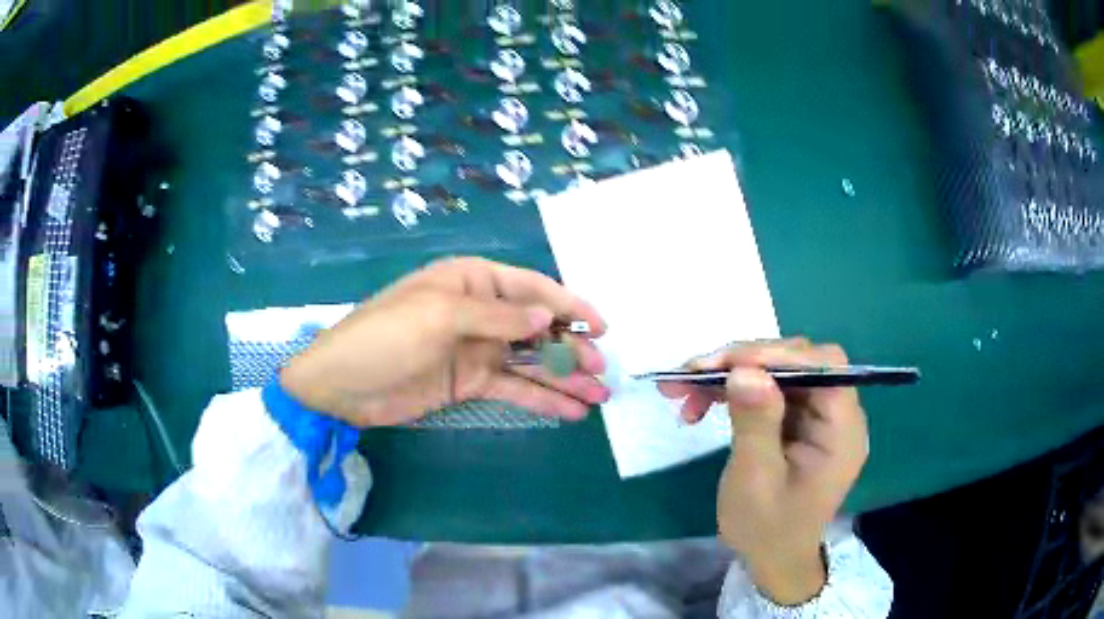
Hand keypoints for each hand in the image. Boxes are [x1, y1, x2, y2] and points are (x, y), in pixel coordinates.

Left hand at [281, 257, 609, 426]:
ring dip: (563, 378)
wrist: (342, 385)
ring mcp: (476, 350)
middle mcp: (480, 312)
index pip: (532, 288)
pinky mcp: (470, 382)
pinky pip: (513, 388)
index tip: (602, 328)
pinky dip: (541, 399)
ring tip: (598, 396)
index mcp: (472, 281)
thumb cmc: (386, 336)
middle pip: (537, 327)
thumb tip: (547, 314)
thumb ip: (497, 316)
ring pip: (530, 361)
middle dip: (571, 348)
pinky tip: (570, 412)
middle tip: (601, 371)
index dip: (569, 306)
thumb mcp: (440, 316)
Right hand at [658, 339, 868, 604]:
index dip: (779, 355)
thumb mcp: (755, 482)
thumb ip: (755, 424)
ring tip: (684, 389)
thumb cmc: (767, 529)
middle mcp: (836, 413)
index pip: (824, 367)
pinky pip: (766, 389)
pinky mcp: (796, 419)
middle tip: (694, 372)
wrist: (771, 559)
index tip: (727, 363)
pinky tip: (701, 403)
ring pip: (777, 371)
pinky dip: (732, 390)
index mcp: (842, 429)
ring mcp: (815, 414)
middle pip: (798, 361)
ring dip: (730, 374)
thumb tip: (744, 370)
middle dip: (745, 361)